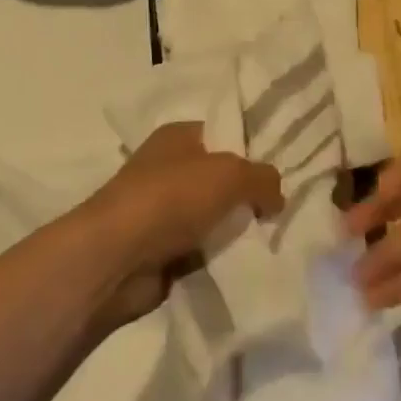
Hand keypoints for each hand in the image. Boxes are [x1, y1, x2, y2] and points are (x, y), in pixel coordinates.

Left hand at [84, 122, 283, 329]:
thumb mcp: (230, 174)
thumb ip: (262, 178)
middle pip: (220, 179)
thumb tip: (277, 195)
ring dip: (234, 232)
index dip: (253, 150)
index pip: (224, 134)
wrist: (117, 258)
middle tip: (281, 212)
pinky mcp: (161, 251)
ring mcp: (162, 211)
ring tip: (271, 242)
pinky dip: (219, 259)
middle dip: (248, 197)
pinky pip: (202, 251)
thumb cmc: (171, 197)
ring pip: (213, 218)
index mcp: (178, 136)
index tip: (283, 172)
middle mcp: (168, 168)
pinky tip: (246, 265)